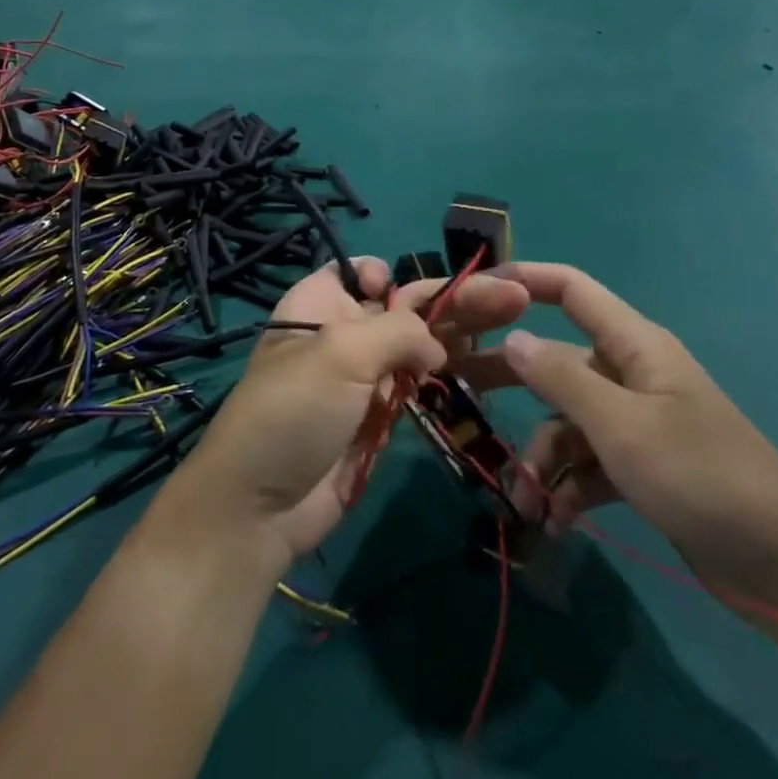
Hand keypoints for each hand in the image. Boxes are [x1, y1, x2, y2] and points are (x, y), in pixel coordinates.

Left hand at [158, 259, 530, 577]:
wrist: (260, 506)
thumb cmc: (293, 410)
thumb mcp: (340, 353)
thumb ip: (397, 333)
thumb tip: (435, 347)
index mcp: (318, 304)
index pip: (358, 272)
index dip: (387, 275)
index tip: (402, 292)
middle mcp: (341, 334)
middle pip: (404, 307)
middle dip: (456, 300)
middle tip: (516, 294)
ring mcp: (362, 378)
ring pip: (418, 347)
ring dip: (463, 335)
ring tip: (516, 324)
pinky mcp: (378, 418)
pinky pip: (418, 387)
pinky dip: (450, 376)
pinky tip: (488, 369)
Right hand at [462, 263, 777, 625]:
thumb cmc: (701, 475)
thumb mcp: (621, 426)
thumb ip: (561, 379)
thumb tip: (513, 339)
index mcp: (634, 346)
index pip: (573, 290)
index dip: (527, 279)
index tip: (477, 289)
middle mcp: (631, 375)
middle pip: (557, 362)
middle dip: (513, 380)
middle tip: (463, 393)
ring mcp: (636, 423)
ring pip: (568, 421)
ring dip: (544, 459)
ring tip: (528, 502)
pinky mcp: (642, 467)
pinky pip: (588, 463)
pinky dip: (569, 487)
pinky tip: (556, 521)